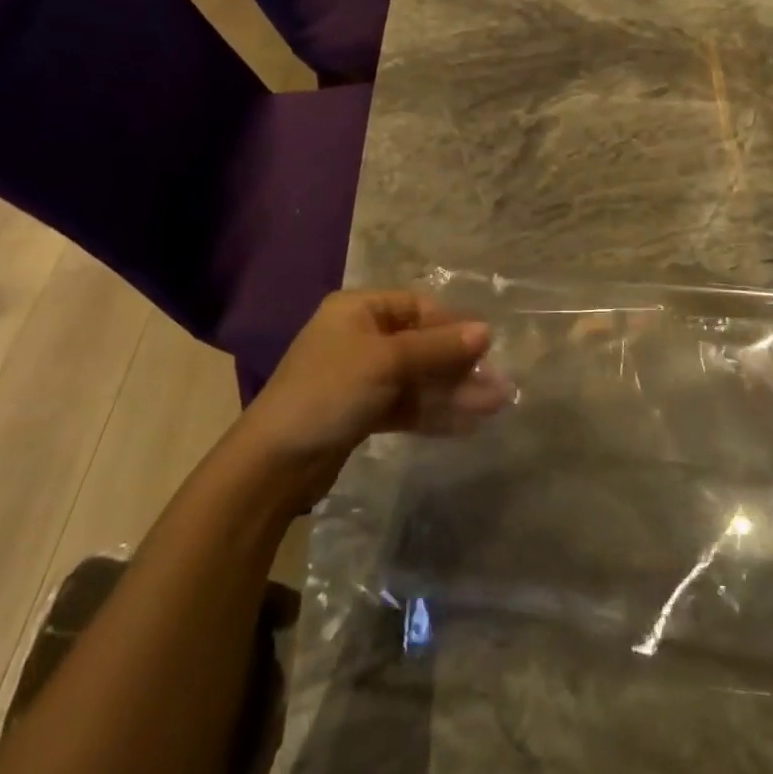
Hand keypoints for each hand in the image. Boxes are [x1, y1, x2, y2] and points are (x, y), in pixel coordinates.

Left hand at [238, 291, 510, 498]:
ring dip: (454, 391)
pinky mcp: (362, 413)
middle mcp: (361, 337)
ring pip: (418, 378)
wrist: (273, 465)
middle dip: (459, 364)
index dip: (453, 325)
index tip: (486, 347)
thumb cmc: (329, 391)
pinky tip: (468, 423)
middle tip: (498, 383)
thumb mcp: (387, 361)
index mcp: (359, 310)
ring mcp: (362, 377)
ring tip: (494, 406)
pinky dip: (435, 412)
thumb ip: (438, 347)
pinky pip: (407, 405)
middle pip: (421, 344)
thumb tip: (486, 331)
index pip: (418, 308)